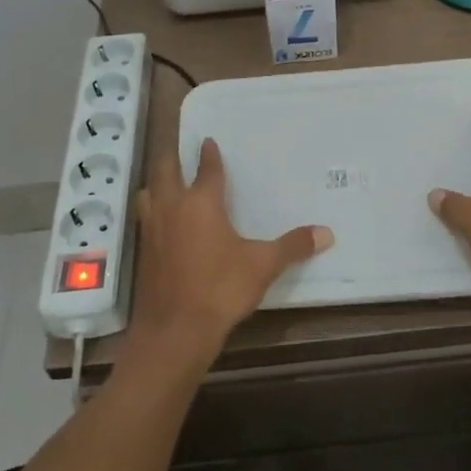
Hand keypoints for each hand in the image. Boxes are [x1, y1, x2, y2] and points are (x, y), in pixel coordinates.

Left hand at [131, 138, 333, 368]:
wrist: (175, 330)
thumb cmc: (220, 289)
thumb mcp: (262, 266)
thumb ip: (292, 246)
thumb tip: (327, 232)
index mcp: (202, 202)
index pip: (206, 169)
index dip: (209, 154)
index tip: (209, 141)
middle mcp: (173, 207)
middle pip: (166, 171)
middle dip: (172, 157)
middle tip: (177, 146)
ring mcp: (152, 229)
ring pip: (149, 193)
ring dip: (156, 183)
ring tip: (164, 181)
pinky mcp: (143, 252)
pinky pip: (145, 219)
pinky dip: (151, 211)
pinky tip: (160, 223)